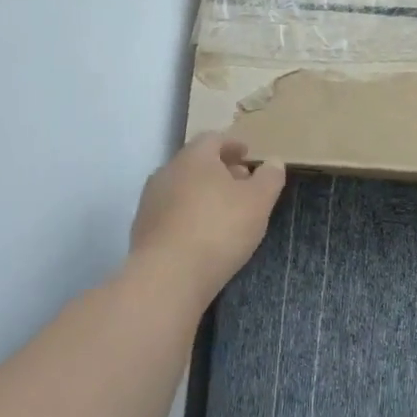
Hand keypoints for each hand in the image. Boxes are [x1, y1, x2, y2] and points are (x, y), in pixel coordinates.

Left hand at [129, 134, 286, 296]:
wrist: (167, 277)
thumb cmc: (219, 228)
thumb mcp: (259, 201)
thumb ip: (270, 177)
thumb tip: (273, 162)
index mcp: (194, 158)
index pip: (213, 139)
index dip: (233, 144)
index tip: (248, 155)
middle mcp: (167, 172)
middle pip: (196, 163)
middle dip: (220, 170)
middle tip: (242, 184)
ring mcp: (150, 202)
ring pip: (182, 188)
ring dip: (203, 193)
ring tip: (224, 212)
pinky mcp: (142, 230)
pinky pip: (172, 212)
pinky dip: (189, 215)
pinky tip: (203, 234)